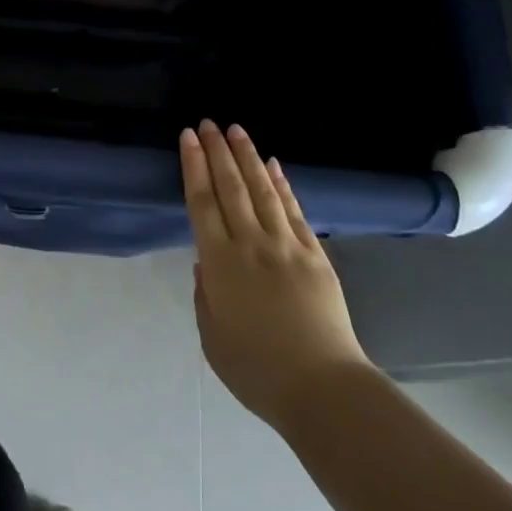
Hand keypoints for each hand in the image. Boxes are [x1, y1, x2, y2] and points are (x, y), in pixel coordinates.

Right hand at [181, 120, 370, 431]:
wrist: (322, 388)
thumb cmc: (258, 372)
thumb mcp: (212, 339)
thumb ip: (204, 296)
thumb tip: (205, 263)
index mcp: (220, 264)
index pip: (202, 203)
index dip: (194, 166)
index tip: (188, 138)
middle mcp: (251, 244)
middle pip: (231, 187)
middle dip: (217, 151)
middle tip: (208, 122)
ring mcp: (286, 245)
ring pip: (262, 190)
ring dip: (247, 156)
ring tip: (236, 130)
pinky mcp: (314, 254)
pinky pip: (293, 210)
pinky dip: (282, 184)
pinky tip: (273, 165)